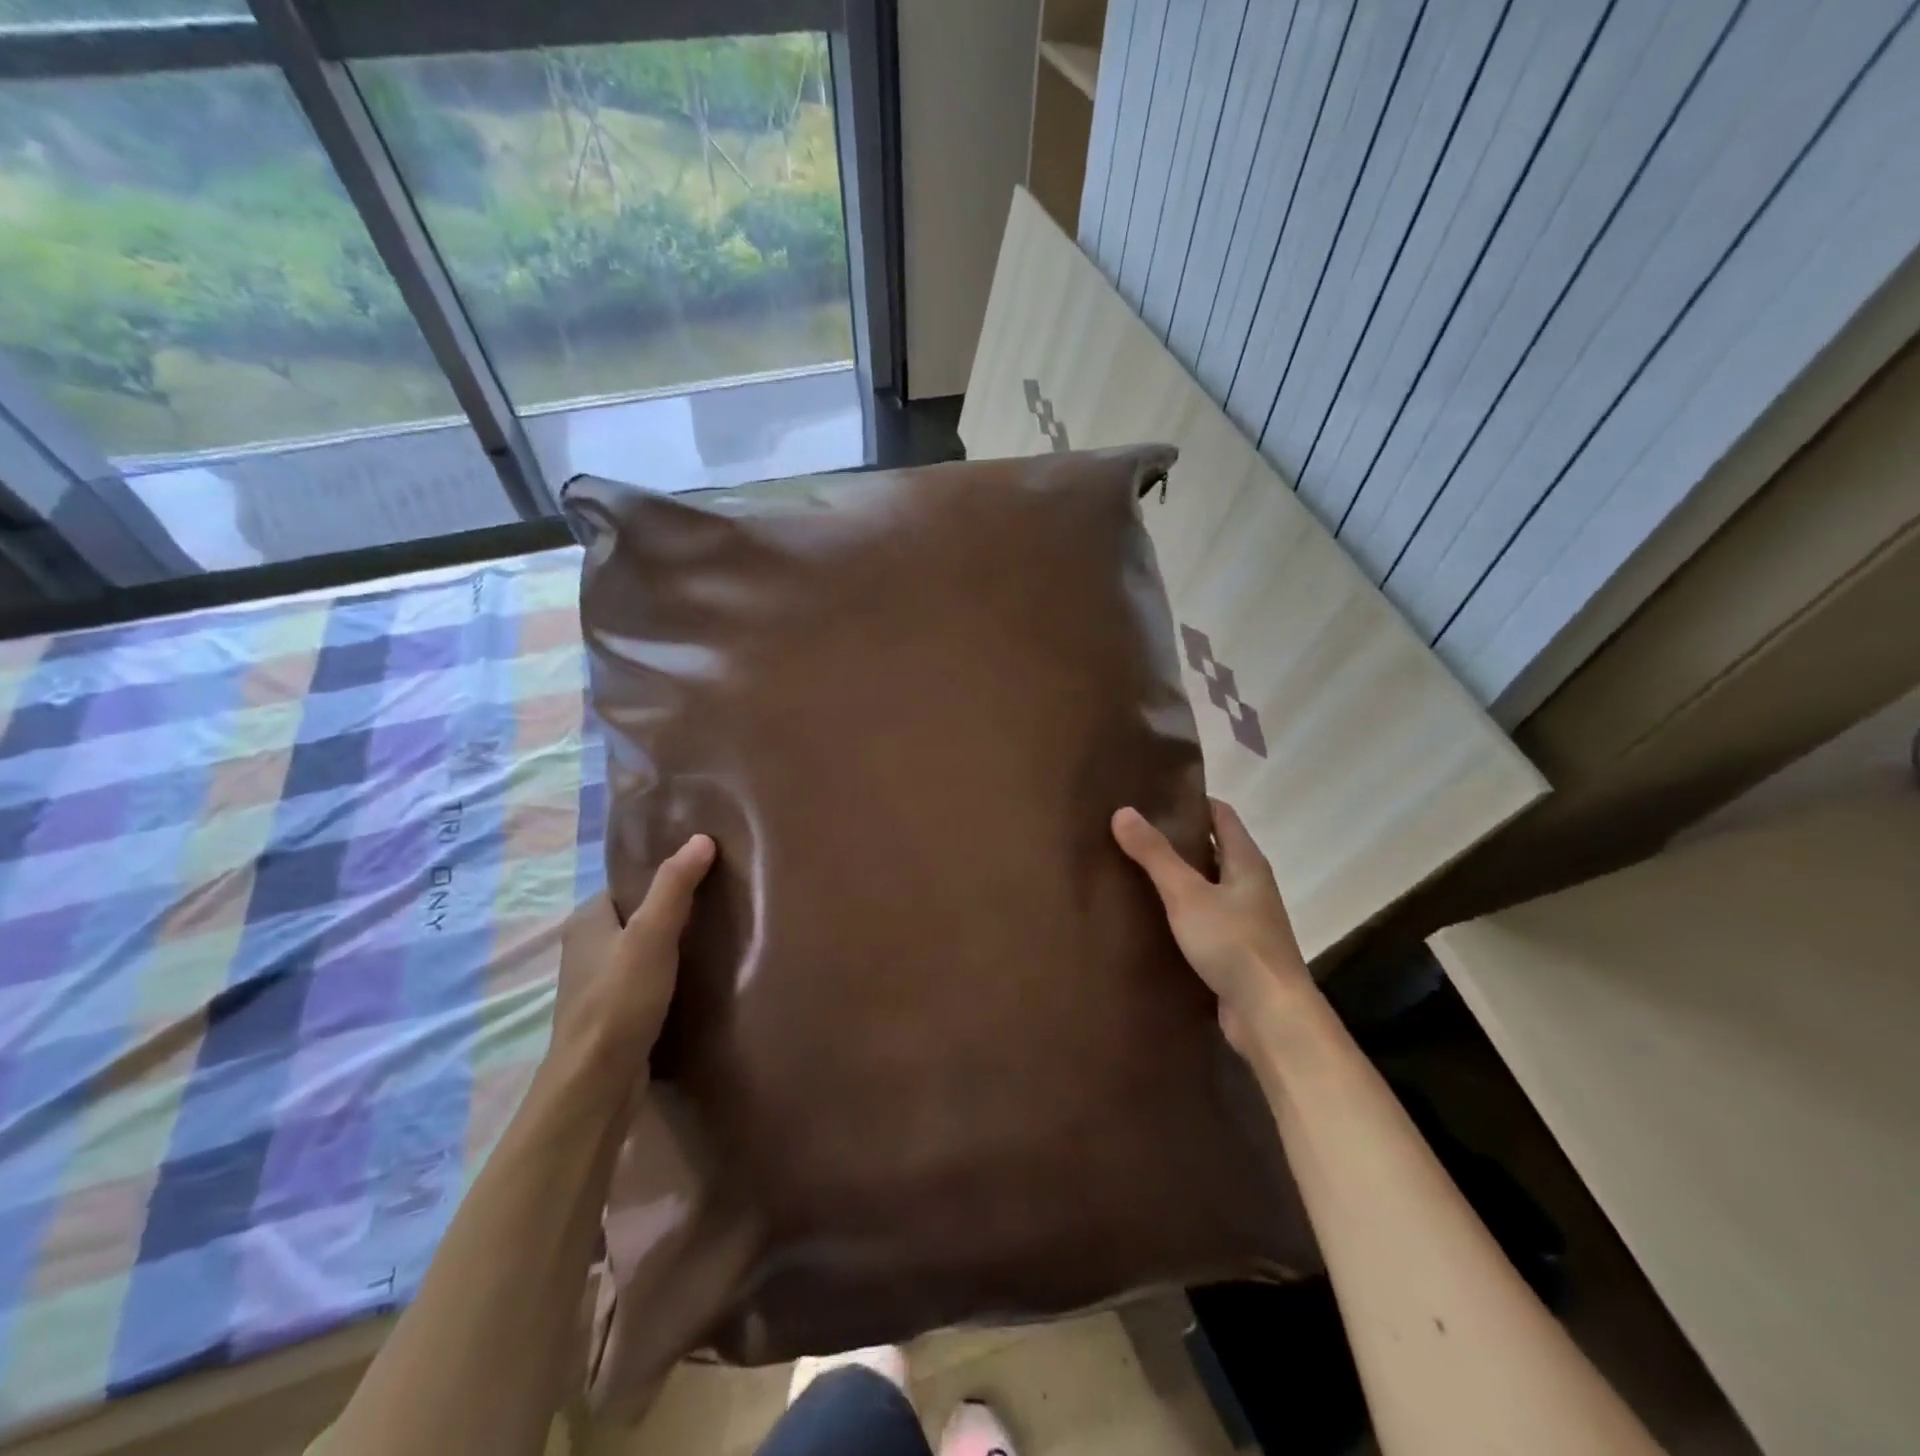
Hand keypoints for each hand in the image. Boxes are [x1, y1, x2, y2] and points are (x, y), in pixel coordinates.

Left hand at [550, 834, 715, 1089]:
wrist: (597, 1086)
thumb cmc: (619, 1002)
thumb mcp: (651, 935)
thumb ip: (675, 886)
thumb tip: (702, 838)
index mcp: (586, 922)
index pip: (630, 883)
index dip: (665, 875)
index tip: (707, 871)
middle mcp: (587, 949)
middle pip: (639, 916)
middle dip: (674, 910)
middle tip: (721, 902)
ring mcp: (600, 985)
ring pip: (644, 950)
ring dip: (674, 945)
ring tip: (719, 936)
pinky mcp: (616, 1015)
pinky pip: (648, 980)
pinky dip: (671, 975)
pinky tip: (701, 977)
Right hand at [1112, 800, 1314, 1052]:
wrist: (1270, 1016)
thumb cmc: (1233, 943)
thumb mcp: (1187, 893)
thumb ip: (1155, 854)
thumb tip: (1123, 811)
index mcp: (1247, 862)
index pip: (1221, 815)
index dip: (1192, 801)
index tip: (1154, 796)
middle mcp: (1251, 885)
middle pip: (1213, 849)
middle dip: (1178, 839)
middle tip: (1133, 832)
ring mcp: (1246, 919)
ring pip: (1208, 886)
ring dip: (1179, 877)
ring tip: (1134, 869)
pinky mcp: (1236, 950)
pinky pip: (1205, 919)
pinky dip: (1182, 911)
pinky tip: (1152, 917)